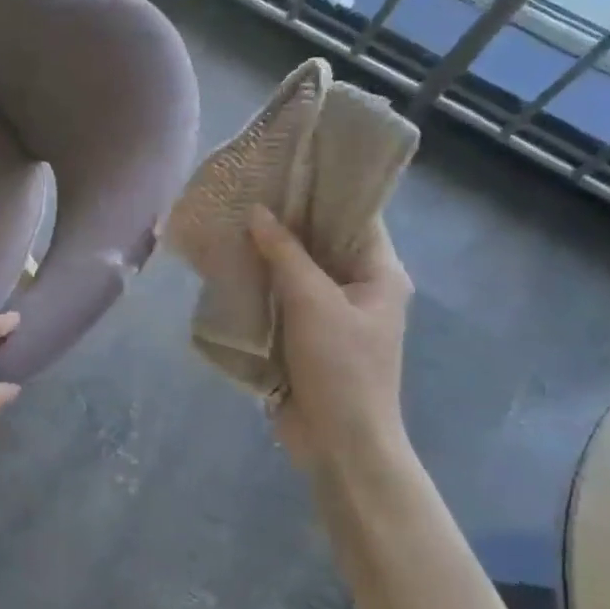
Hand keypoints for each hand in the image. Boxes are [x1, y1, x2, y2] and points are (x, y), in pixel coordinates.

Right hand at [248, 204, 411, 478]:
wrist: (340, 444)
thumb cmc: (340, 368)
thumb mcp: (313, 303)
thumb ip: (285, 254)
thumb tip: (258, 212)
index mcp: (380, 274)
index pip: (356, 216)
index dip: (324, 189)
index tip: (286, 164)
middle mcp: (359, 287)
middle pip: (323, 241)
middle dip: (287, 219)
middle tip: (247, 188)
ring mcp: (331, 313)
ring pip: (298, 269)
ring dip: (269, 251)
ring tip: (231, 218)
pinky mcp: (305, 336)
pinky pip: (283, 297)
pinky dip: (261, 281)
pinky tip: (230, 263)